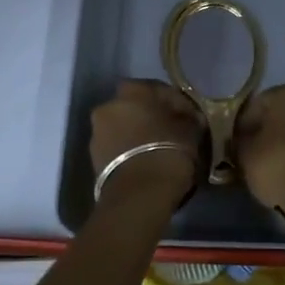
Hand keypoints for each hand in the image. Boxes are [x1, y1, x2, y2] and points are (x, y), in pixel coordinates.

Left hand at [89, 80, 200, 201]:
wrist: (139, 194)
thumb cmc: (168, 151)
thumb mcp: (191, 129)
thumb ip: (188, 117)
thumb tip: (189, 117)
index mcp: (131, 90)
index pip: (159, 90)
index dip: (177, 103)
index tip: (191, 118)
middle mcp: (108, 105)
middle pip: (136, 108)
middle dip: (153, 118)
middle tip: (173, 133)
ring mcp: (97, 133)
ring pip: (125, 128)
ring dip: (139, 135)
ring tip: (160, 151)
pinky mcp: (94, 159)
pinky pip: (118, 148)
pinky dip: (131, 151)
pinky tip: (147, 163)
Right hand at [236, 84, 284, 223]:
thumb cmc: (277, 165)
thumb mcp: (245, 153)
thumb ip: (240, 140)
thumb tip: (241, 139)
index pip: (258, 103)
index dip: (243, 123)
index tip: (235, 141)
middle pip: (282, 113)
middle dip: (267, 129)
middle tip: (251, 150)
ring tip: (269, 162)